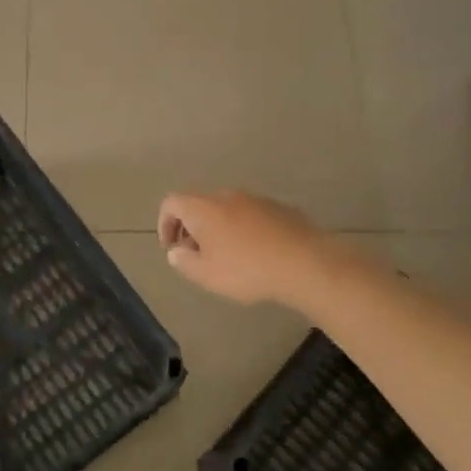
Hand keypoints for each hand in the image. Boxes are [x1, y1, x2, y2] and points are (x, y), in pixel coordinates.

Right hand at [158, 190, 335, 306]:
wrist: (305, 263)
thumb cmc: (247, 270)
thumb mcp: (207, 275)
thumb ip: (184, 261)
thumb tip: (175, 251)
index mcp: (203, 208)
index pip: (171, 203)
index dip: (165, 223)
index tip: (171, 247)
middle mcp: (226, 195)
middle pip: (199, 204)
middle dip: (192, 227)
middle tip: (197, 254)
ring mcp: (255, 199)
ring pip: (226, 208)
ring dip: (219, 227)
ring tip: (227, 256)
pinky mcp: (279, 207)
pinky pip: (250, 214)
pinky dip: (243, 228)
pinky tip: (255, 252)